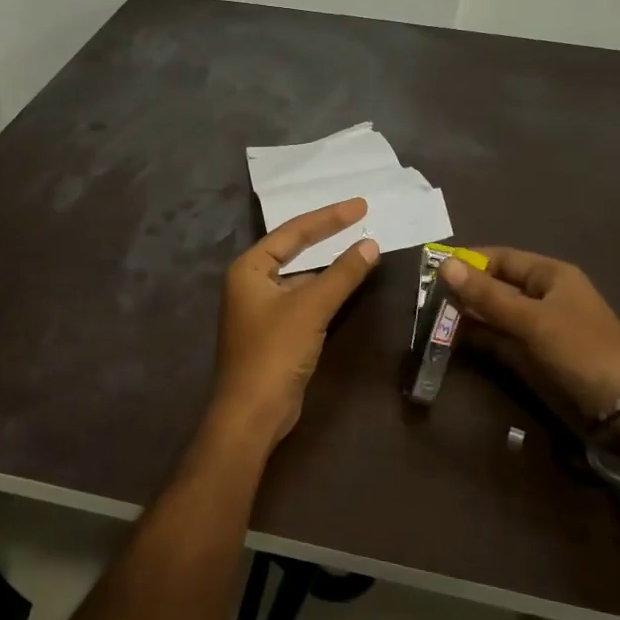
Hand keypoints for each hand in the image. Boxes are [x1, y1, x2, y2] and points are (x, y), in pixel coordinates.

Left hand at [207, 199, 380, 453]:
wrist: (253, 412)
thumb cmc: (274, 352)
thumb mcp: (311, 308)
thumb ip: (342, 274)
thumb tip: (370, 245)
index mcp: (248, 269)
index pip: (292, 232)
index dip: (328, 217)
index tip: (360, 206)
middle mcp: (250, 283)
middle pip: (293, 250)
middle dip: (326, 234)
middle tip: (360, 218)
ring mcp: (261, 308)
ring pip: (299, 276)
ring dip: (327, 264)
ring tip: (359, 247)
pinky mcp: (274, 331)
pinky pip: (302, 298)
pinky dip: (324, 289)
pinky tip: (346, 284)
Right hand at [439, 248, 619, 422]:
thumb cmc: (581, 350)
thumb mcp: (531, 320)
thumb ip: (487, 295)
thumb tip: (444, 265)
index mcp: (550, 275)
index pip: (500, 258)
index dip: (468, 262)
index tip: (431, 271)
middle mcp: (542, 297)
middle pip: (494, 286)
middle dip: (463, 291)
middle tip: (424, 300)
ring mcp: (537, 329)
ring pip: (493, 315)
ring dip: (466, 317)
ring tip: (429, 320)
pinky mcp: (532, 357)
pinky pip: (498, 340)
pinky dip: (477, 339)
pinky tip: (451, 341)